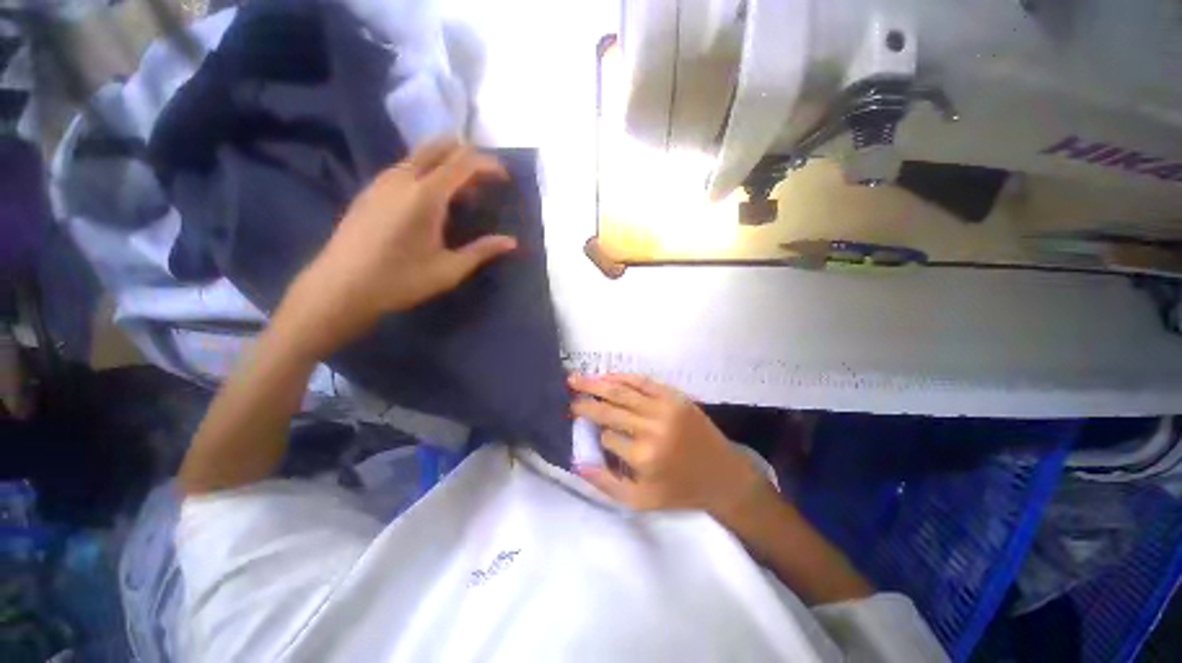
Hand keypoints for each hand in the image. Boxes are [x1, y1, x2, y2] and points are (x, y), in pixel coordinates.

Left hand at [278, 139, 516, 358]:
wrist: (341, 287)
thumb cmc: (400, 280)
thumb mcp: (449, 270)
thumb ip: (482, 251)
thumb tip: (511, 242)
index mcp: (426, 195)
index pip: (463, 162)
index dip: (488, 164)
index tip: (505, 178)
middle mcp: (403, 178)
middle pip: (439, 146)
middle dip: (468, 155)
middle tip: (486, 179)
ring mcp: (382, 181)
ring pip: (420, 155)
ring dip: (447, 164)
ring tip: (464, 194)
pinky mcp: (370, 190)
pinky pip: (406, 167)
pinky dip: (427, 172)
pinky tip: (433, 201)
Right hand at [569, 374, 773, 521]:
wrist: (723, 475)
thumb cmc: (680, 491)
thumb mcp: (641, 501)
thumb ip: (606, 484)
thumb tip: (576, 462)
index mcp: (643, 457)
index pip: (605, 436)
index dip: (594, 433)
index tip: (582, 426)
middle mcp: (652, 428)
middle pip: (609, 409)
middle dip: (584, 401)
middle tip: (567, 392)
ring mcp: (665, 408)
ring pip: (623, 391)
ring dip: (597, 383)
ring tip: (576, 378)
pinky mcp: (675, 397)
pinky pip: (643, 382)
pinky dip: (622, 377)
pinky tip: (606, 376)